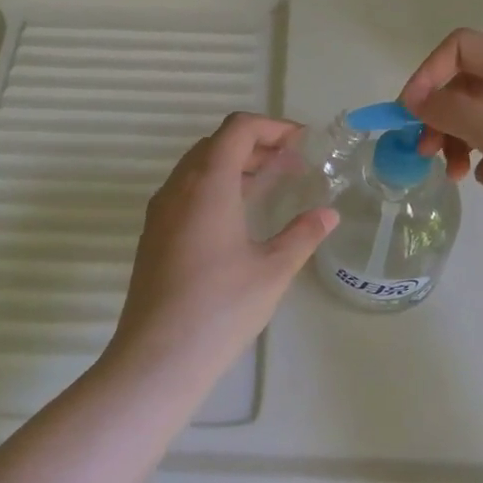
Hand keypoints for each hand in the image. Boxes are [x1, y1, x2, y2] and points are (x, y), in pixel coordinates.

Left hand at [104, 113, 336, 389]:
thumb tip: (328, 214)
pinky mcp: (153, 235)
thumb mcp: (273, 270)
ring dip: (234, 165)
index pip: (237, 129)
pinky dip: (215, 187)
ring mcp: (160, 212)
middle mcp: (178, 188)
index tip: (302, 141)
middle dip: (255, 143)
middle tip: (291, 162)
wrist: (158, 356)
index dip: (272, 126)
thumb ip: (303, 235)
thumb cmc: (221, 308)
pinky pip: (186, 192)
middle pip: (215, 144)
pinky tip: (237, 216)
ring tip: (269, 183)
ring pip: (197, 167)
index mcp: (208, 184)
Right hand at [399, 28, 482, 265]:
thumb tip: (415, 99)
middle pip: (466, 86)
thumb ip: (454, 113)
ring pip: (480, 119)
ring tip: (457, 176)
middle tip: (425, 153)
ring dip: (458, 143)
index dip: (429, 73)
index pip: (461, 47)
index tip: (410, 114)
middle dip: (439, 116)